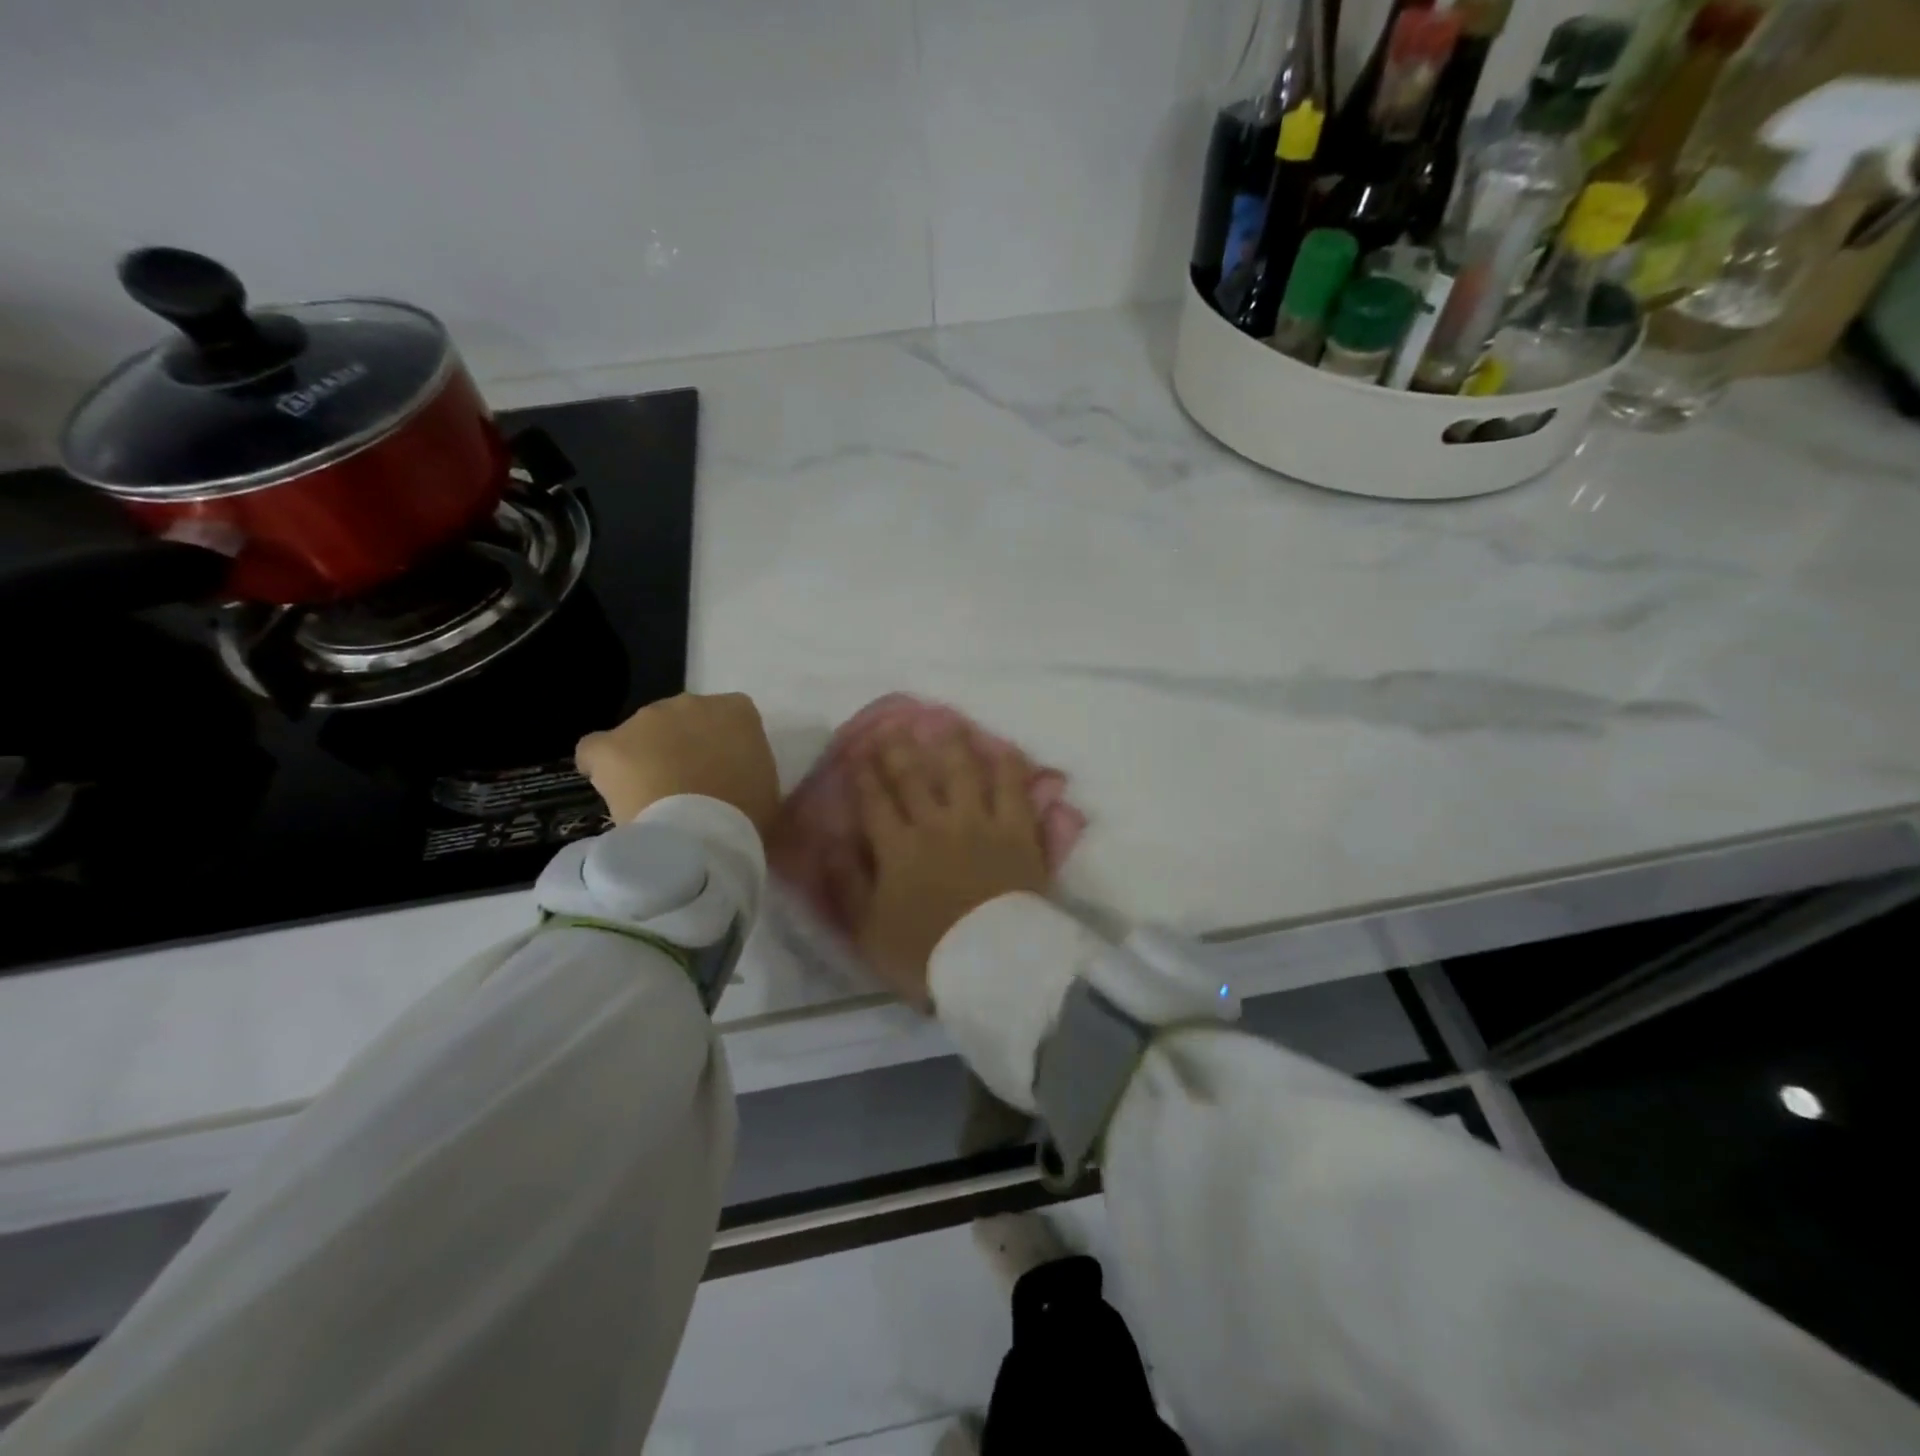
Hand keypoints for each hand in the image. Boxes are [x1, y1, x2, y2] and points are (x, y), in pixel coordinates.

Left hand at [576, 693, 778, 833]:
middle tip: (688, 787)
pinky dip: (602, 767)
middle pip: (682, 721)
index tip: (724, 773)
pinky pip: (597, 751)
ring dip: (645, 757)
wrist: (701, 835)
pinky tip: (612, 791)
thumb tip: (738, 781)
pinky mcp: (610, 744)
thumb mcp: (767, 789)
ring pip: (641, 734)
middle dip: (681, 747)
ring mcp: (647, 719)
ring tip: (650, 798)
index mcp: (737, 712)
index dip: (723, 746)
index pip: (730, 718)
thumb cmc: (747, 814)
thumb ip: (752, 770)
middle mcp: (692, 703)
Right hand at [851, 727, 1051, 1008]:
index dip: (864, 776)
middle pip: (914, 778)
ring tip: (946, 722)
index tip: (857, 753)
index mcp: (898, 848)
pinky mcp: (1018, 830)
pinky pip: (1014, 789)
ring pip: (964, 772)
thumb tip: (830, 843)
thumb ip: (847, 884)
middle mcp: (936, 824)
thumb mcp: (869, 931)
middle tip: (894, 726)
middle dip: (899, 750)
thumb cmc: (926, 954)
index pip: (875, 802)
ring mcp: (980, 823)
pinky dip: (1008, 766)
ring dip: (952, 745)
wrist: (992, 964)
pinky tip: (1004, 749)